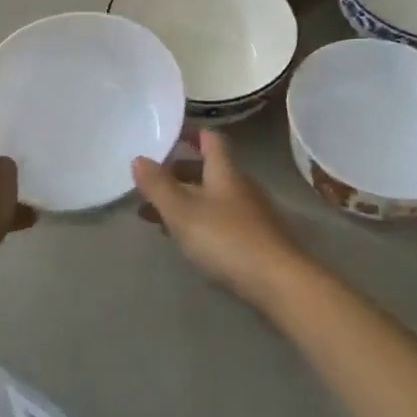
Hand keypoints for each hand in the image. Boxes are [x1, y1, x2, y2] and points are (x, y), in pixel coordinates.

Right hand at [133, 128, 309, 311]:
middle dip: (178, 172)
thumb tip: (139, 157)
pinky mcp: (255, 239)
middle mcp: (240, 185)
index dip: (190, 133)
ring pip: (211, 196)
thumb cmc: (226, 239)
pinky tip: (184, 238)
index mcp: (225, 171)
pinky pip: (219, 219)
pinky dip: (198, 221)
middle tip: (149, 181)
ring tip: (154, 214)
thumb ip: (159, 185)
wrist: (278, 282)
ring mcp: (250, 213)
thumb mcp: (182, 212)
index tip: (166, 135)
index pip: (210, 139)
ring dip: (184, 199)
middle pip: (208, 169)